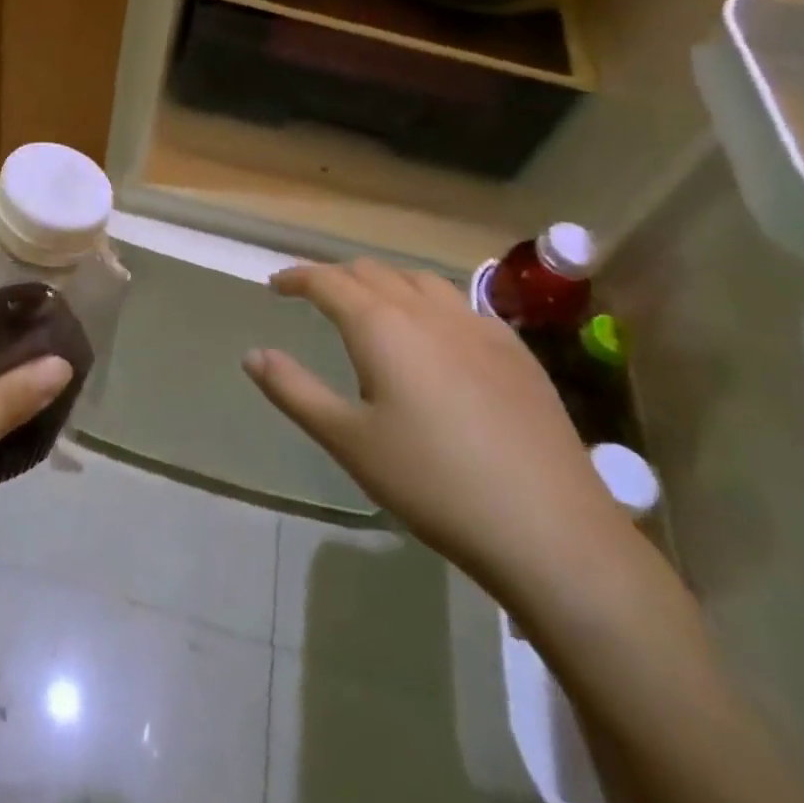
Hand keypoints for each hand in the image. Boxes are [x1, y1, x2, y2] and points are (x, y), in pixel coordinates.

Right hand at [244, 258, 634, 597]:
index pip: (328, 281)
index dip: (297, 278)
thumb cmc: (432, 483)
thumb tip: (253, 354)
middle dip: (337, 277)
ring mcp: (479, 327)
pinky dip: (430, 304)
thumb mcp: (348, 441)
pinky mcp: (516, 352)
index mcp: (381, 326)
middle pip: (372, 272)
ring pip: (420, 281)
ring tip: (372, 308)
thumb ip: (294, 390)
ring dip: (385, 284)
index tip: (276, 286)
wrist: (550, 530)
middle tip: (316, 298)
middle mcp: (427, 311)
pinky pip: (461, 305)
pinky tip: (437, 336)